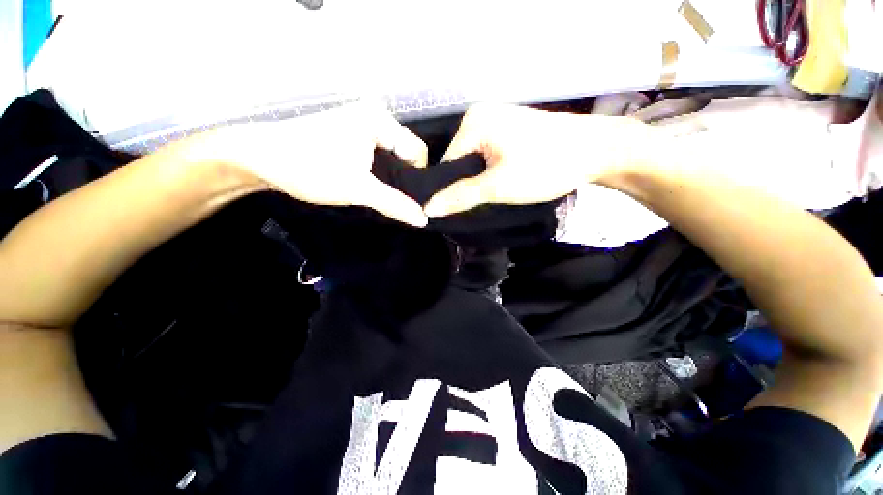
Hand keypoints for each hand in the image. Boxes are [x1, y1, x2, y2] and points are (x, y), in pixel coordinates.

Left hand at [218, 101, 428, 226]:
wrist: (260, 158)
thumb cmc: (310, 168)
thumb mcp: (357, 189)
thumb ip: (394, 204)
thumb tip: (424, 220)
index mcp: (379, 120)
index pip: (417, 151)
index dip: (417, 177)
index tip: (410, 199)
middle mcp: (374, 114)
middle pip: (405, 151)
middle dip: (404, 177)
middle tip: (397, 200)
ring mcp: (361, 121)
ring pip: (392, 153)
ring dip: (391, 175)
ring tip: (385, 194)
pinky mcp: (351, 131)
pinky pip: (378, 152)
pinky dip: (379, 169)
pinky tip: (372, 182)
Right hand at [423, 103, 651, 217]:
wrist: (596, 150)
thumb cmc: (545, 166)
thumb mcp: (498, 186)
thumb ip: (461, 196)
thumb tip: (428, 209)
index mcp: (472, 122)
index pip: (445, 164)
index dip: (449, 189)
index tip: (459, 209)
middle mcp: (479, 115)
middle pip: (459, 160)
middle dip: (466, 184)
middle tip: (479, 203)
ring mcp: (496, 119)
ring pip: (473, 158)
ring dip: (479, 178)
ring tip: (491, 194)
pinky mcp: (509, 127)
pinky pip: (487, 153)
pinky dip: (489, 169)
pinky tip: (500, 180)